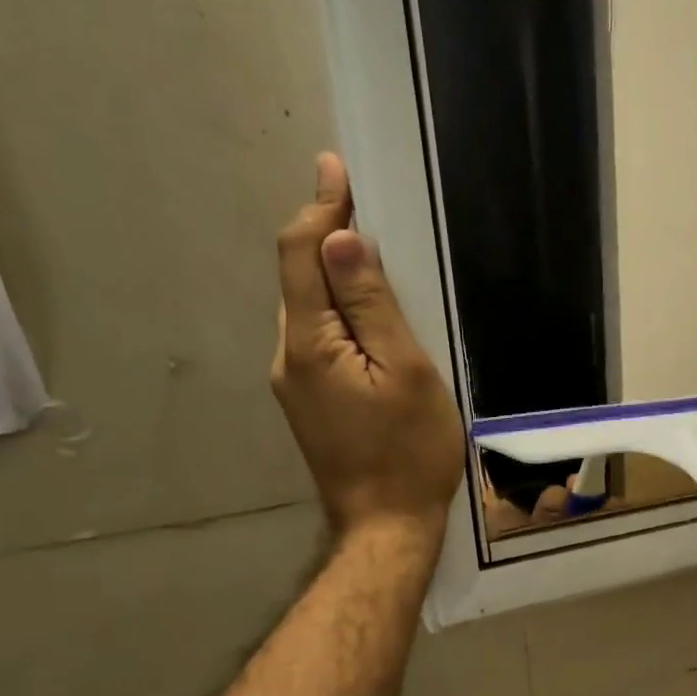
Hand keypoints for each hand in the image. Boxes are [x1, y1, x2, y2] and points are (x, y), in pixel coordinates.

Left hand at [272, 153, 464, 544]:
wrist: (387, 527)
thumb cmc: (409, 451)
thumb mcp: (404, 371)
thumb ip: (371, 305)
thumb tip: (339, 237)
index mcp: (308, 343)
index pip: (301, 255)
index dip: (319, 207)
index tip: (338, 168)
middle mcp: (287, 358)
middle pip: (299, 281)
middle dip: (326, 239)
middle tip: (368, 209)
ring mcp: (293, 387)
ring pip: (309, 314)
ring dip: (334, 281)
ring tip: (374, 260)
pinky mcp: (308, 407)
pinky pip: (318, 345)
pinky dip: (339, 319)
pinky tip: (368, 323)